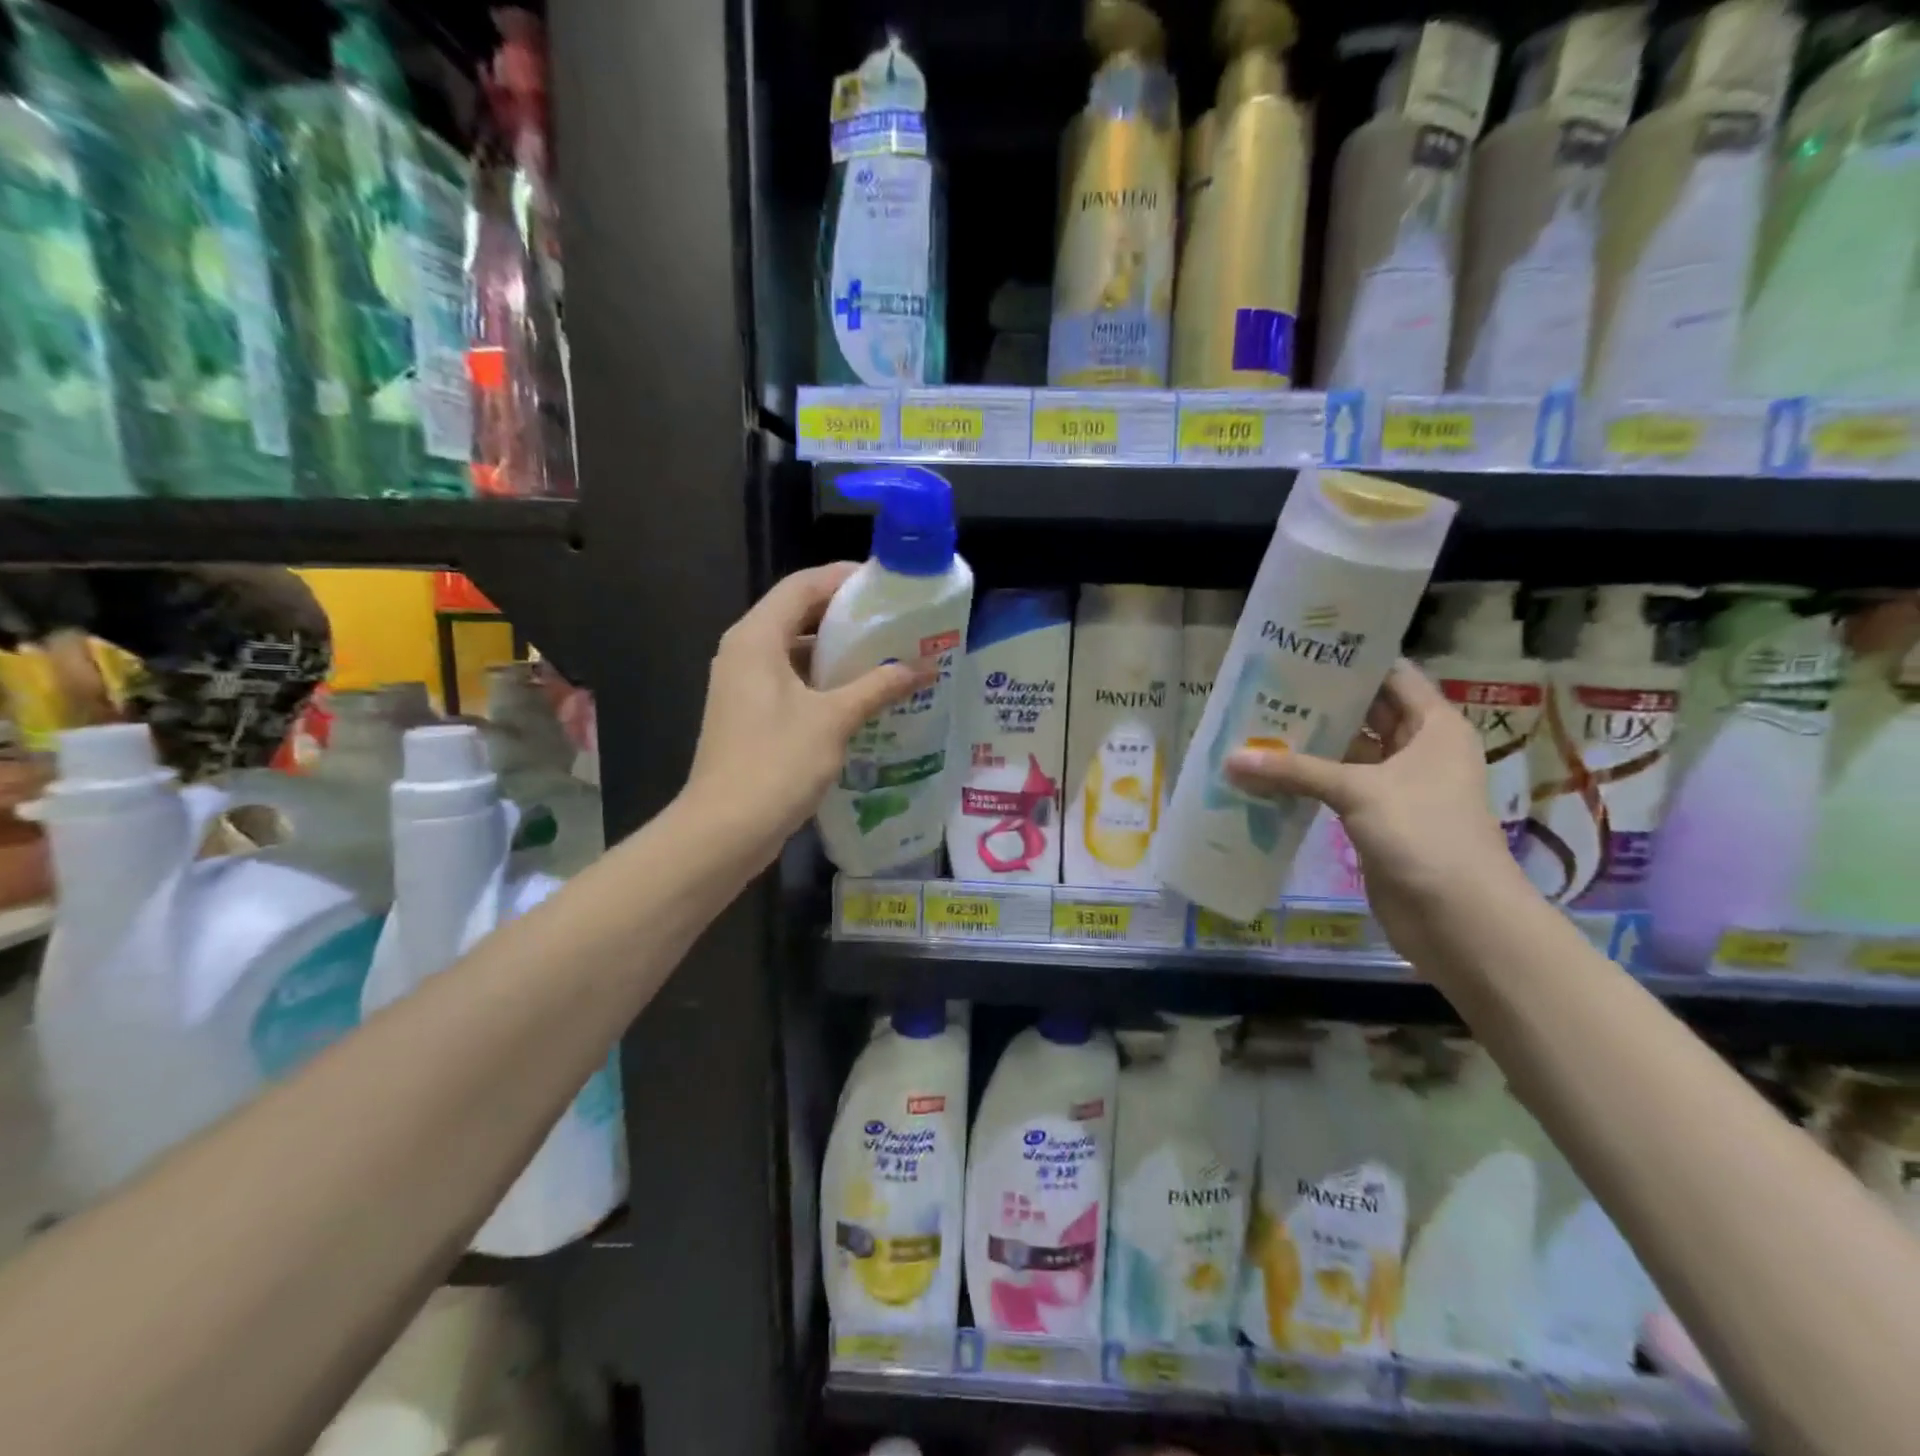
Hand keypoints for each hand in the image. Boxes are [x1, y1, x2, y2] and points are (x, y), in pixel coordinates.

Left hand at [685, 564, 931, 863]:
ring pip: (796, 651)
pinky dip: (825, 681)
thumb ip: (877, 687)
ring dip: (838, 652)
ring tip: (888, 656)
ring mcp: (744, 685)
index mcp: (756, 638)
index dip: (843, 578)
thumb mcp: (833, 720)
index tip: (887, 584)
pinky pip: (792, 681)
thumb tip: (921, 668)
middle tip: (895, 621)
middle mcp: (745, 652)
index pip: (802, 586)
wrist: (725, 829)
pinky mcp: (751, 714)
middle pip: (798, 615)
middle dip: (846, 616)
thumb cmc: (776, 763)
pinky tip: (862, 696)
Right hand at [1224, 661, 1518, 955]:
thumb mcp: (1359, 791)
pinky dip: (1308, 780)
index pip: (1391, 676)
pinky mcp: (1378, 819)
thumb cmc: (1424, 834)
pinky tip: (1267, 772)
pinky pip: (1338, 787)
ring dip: (1309, 744)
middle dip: (1320, 702)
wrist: (1458, 918)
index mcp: (1434, 727)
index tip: (1301, 649)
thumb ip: (1294, 771)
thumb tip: (1231, 760)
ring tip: (1256, 723)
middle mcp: (1418, 749)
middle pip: (1366, 713)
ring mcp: (1398, 786)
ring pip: (1348, 753)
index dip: (1351, 661)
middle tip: (1265, 686)